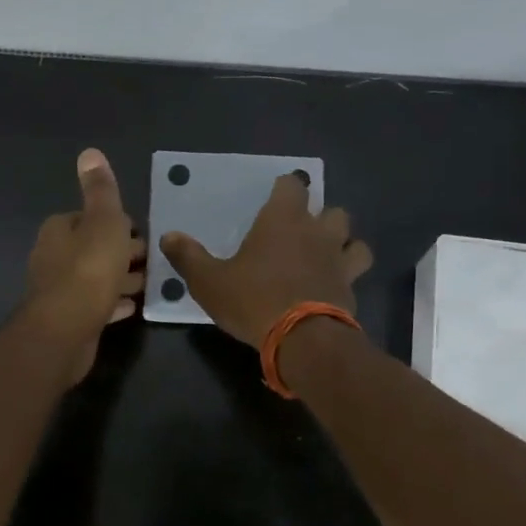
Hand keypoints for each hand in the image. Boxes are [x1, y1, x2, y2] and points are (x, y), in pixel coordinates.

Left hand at [24, 148, 145, 382]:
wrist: (65, 331)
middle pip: (95, 247)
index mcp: (59, 229)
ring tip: (149, 284)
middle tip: (153, 262)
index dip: (121, 225)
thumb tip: (90, 152)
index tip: (144, 235)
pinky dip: (113, 302)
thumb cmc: (89, 270)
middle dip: (124, 252)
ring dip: (121, 279)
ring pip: (97, 276)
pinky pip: (96, 304)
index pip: (94, 217)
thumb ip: (101, 190)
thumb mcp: (104, 223)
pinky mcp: (67, 317)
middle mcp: (54, 255)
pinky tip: (132, 307)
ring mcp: (59, 289)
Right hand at [159, 174, 373, 348]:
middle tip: (300, 232)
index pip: (292, 185)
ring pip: (352, 237)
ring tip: (326, 254)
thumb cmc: (253, 300)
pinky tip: (335, 284)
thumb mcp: (210, 282)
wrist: (303, 340)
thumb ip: (189, 257)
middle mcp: (316, 231)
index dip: (286, 188)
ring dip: (342, 241)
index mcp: (282, 219)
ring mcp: (338, 259)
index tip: (275, 198)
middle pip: (330, 209)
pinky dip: (349, 272)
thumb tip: (168, 236)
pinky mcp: (351, 287)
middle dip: (319, 216)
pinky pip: (357, 270)